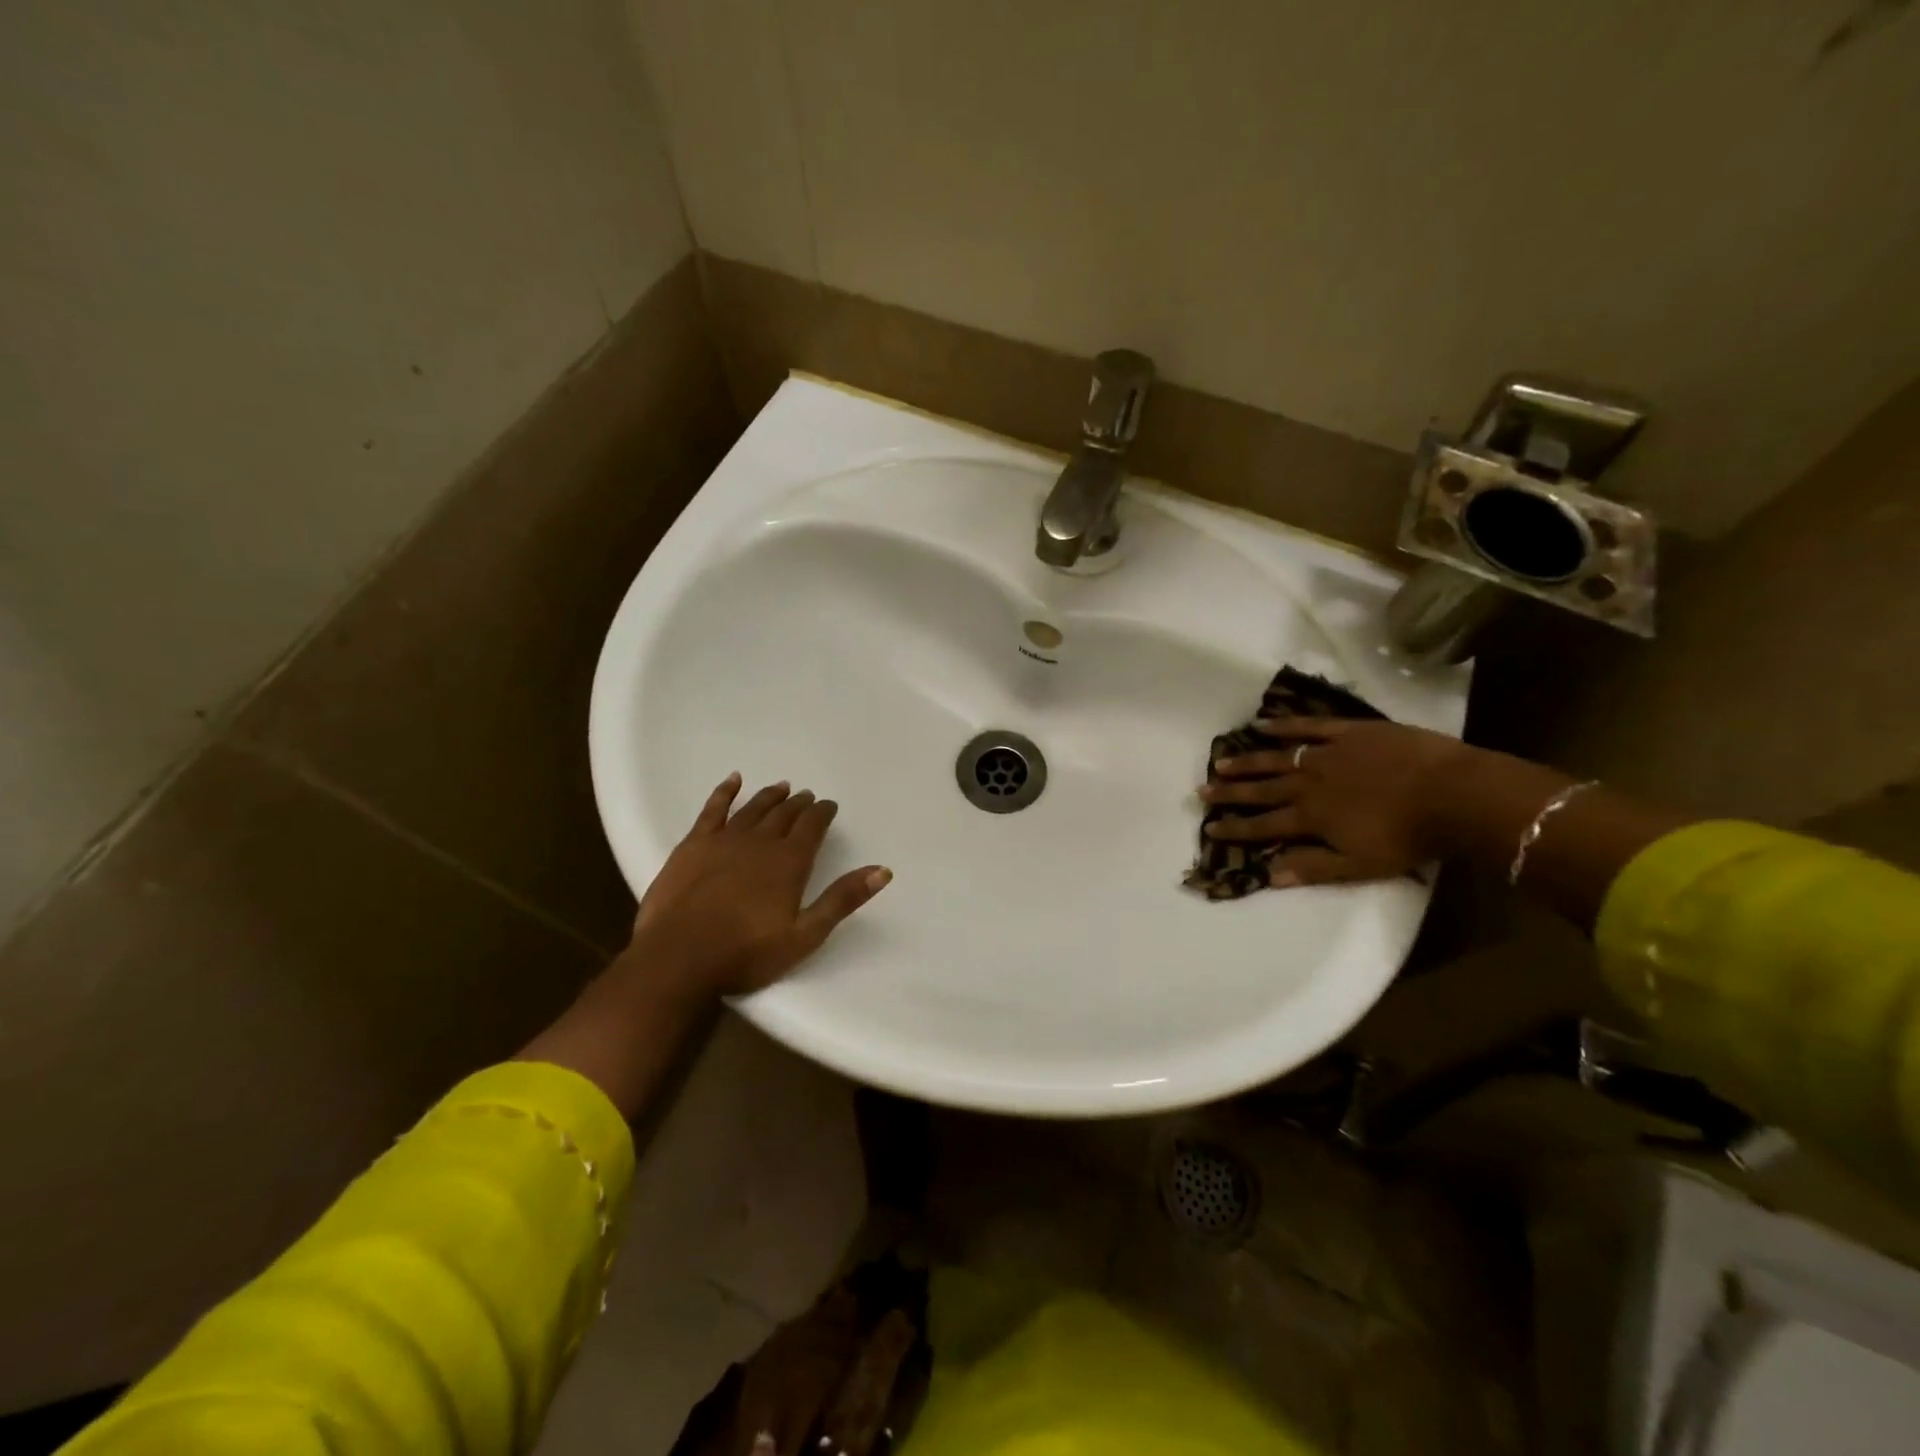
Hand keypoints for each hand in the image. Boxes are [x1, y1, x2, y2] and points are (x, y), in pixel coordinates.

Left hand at [627, 774, 891, 999]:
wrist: (678, 959)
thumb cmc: (746, 953)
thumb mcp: (805, 935)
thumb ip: (842, 900)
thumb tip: (882, 870)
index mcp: (789, 862)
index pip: (812, 827)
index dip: (823, 813)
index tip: (829, 806)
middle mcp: (760, 841)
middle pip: (784, 814)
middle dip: (799, 804)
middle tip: (807, 797)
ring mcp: (724, 840)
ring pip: (753, 808)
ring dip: (770, 796)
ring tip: (782, 787)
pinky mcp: (693, 845)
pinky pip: (713, 809)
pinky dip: (725, 792)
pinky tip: (733, 780)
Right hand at [1199, 717, 1473, 886]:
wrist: (1453, 794)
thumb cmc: (1409, 838)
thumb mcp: (1360, 865)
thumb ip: (1312, 867)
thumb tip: (1268, 875)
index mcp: (1311, 817)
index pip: (1264, 825)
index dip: (1236, 828)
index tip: (1210, 827)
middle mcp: (1309, 783)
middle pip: (1262, 788)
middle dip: (1230, 792)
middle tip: (1201, 790)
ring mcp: (1327, 753)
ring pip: (1277, 757)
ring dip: (1248, 760)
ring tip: (1220, 760)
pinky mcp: (1348, 732)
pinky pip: (1309, 726)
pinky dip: (1284, 725)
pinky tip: (1261, 724)